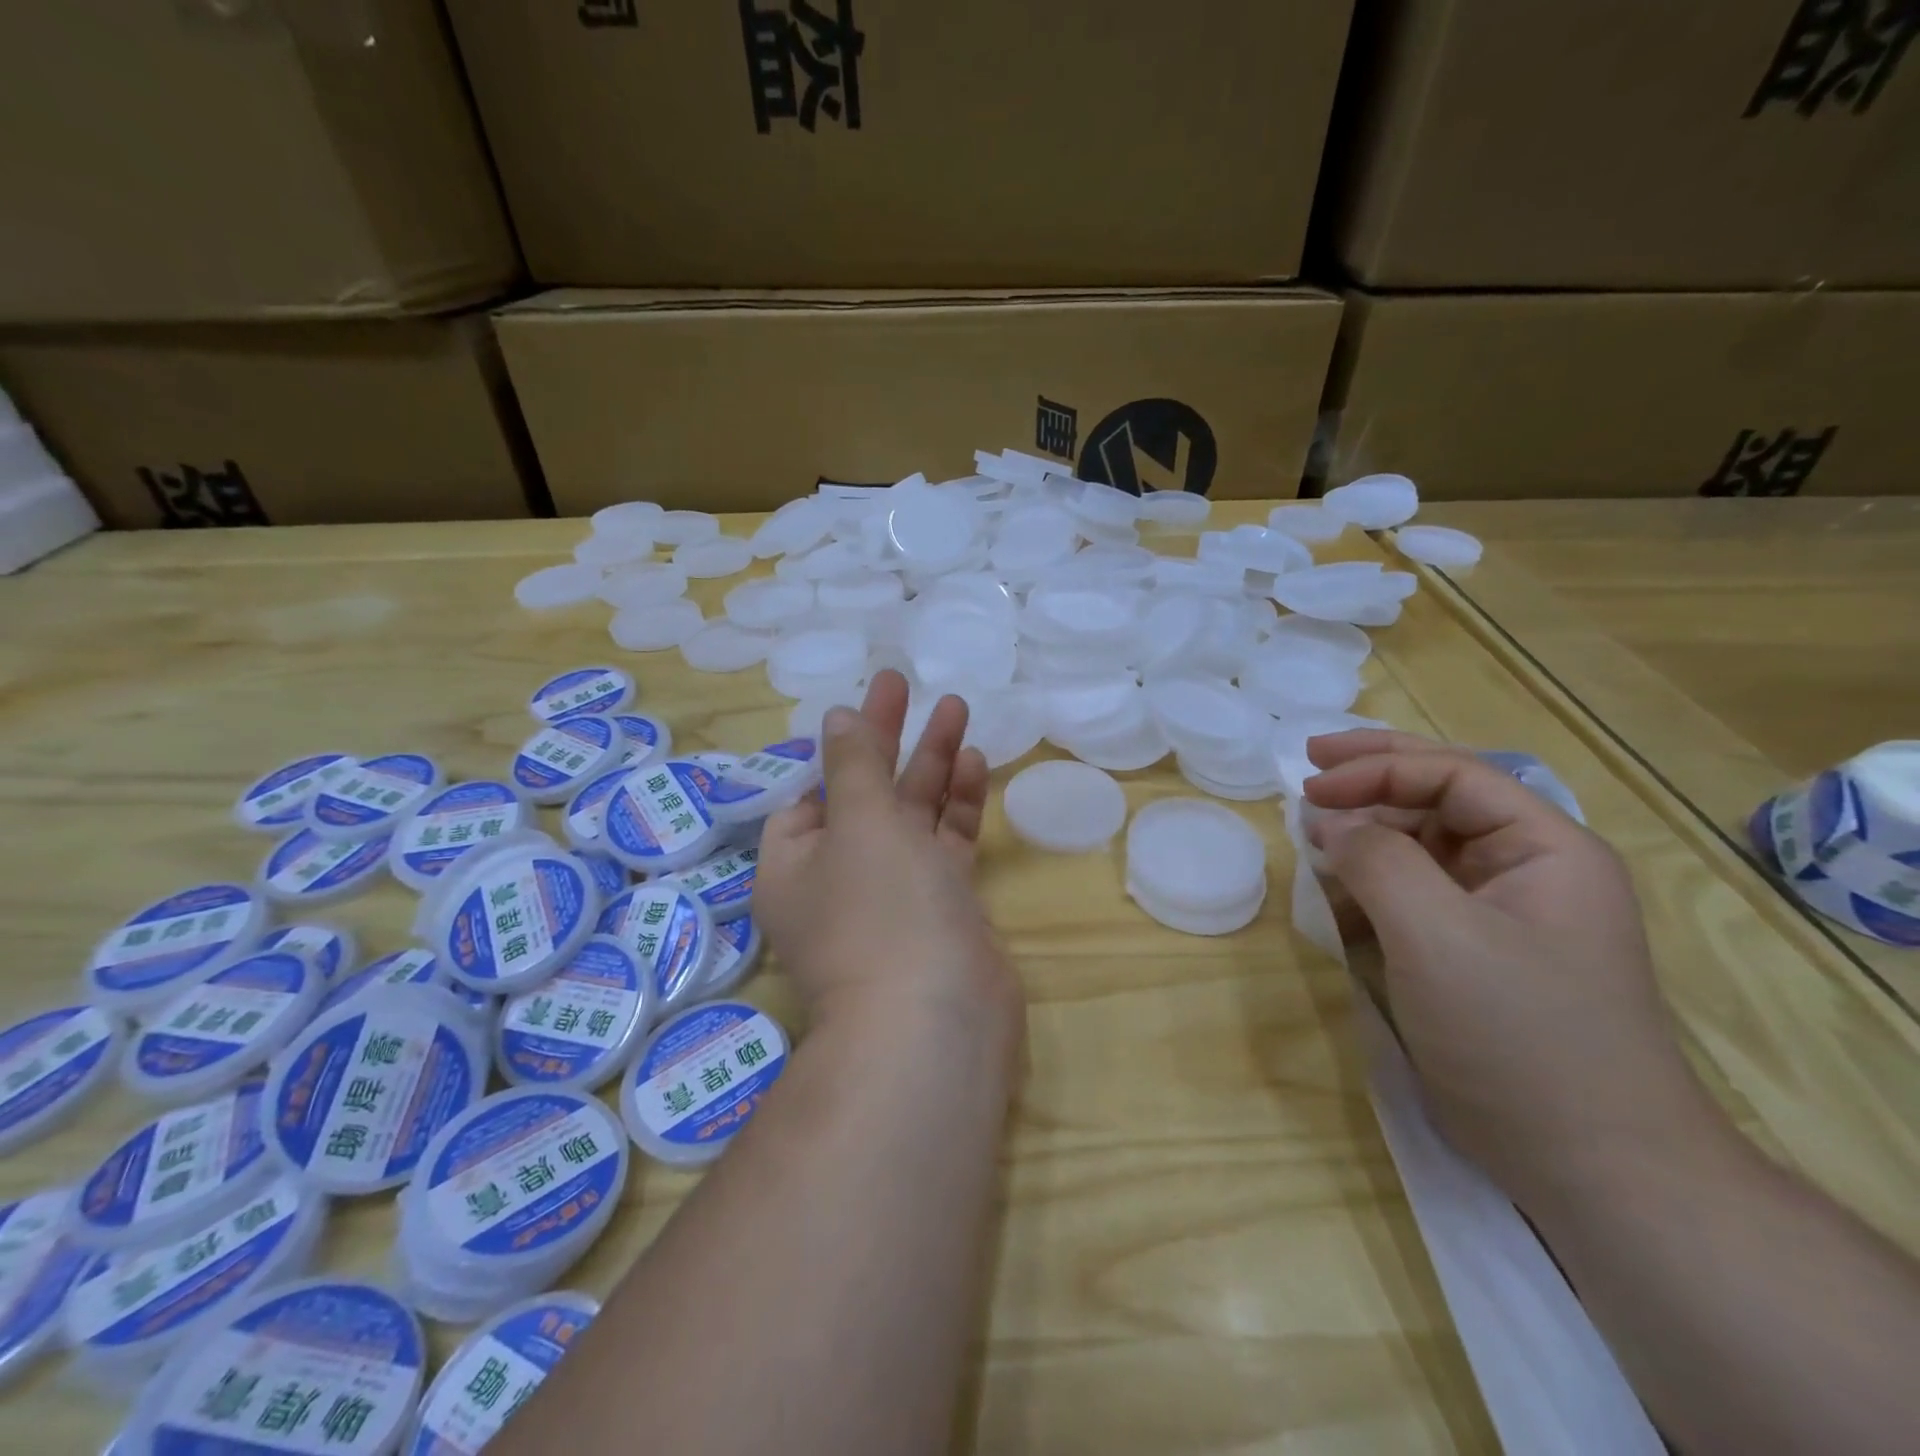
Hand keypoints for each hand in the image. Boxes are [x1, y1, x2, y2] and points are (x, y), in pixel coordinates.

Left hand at [755, 670, 1021, 1048]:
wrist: (937, 1019)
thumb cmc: (881, 908)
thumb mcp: (858, 820)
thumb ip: (853, 763)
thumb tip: (836, 716)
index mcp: (795, 865)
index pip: (809, 795)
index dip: (836, 752)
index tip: (865, 713)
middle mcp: (838, 880)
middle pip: (864, 794)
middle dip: (889, 740)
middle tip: (906, 683)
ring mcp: (893, 896)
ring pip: (910, 816)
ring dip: (931, 765)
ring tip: (957, 709)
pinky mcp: (941, 908)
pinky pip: (945, 845)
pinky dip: (957, 806)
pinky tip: (975, 762)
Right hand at [1302, 730, 1725, 1213]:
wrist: (1590, 1165)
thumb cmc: (1519, 1035)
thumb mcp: (1436, 935)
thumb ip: (1378, 861)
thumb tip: (1331, 823)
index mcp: (1545, 849)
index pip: (1453, 775)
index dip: (1377, 769)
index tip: (1310, 785)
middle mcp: (1527, 869)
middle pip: (1440, 797)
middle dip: (1372, 779)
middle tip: (1308, 764)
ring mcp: (1501, 913)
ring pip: (1422, 845)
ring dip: (1366, 834)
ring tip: (1313, 835)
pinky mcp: (1474, 952)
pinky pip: (1414, 893)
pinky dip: (1370, 883)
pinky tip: (1335, 891)